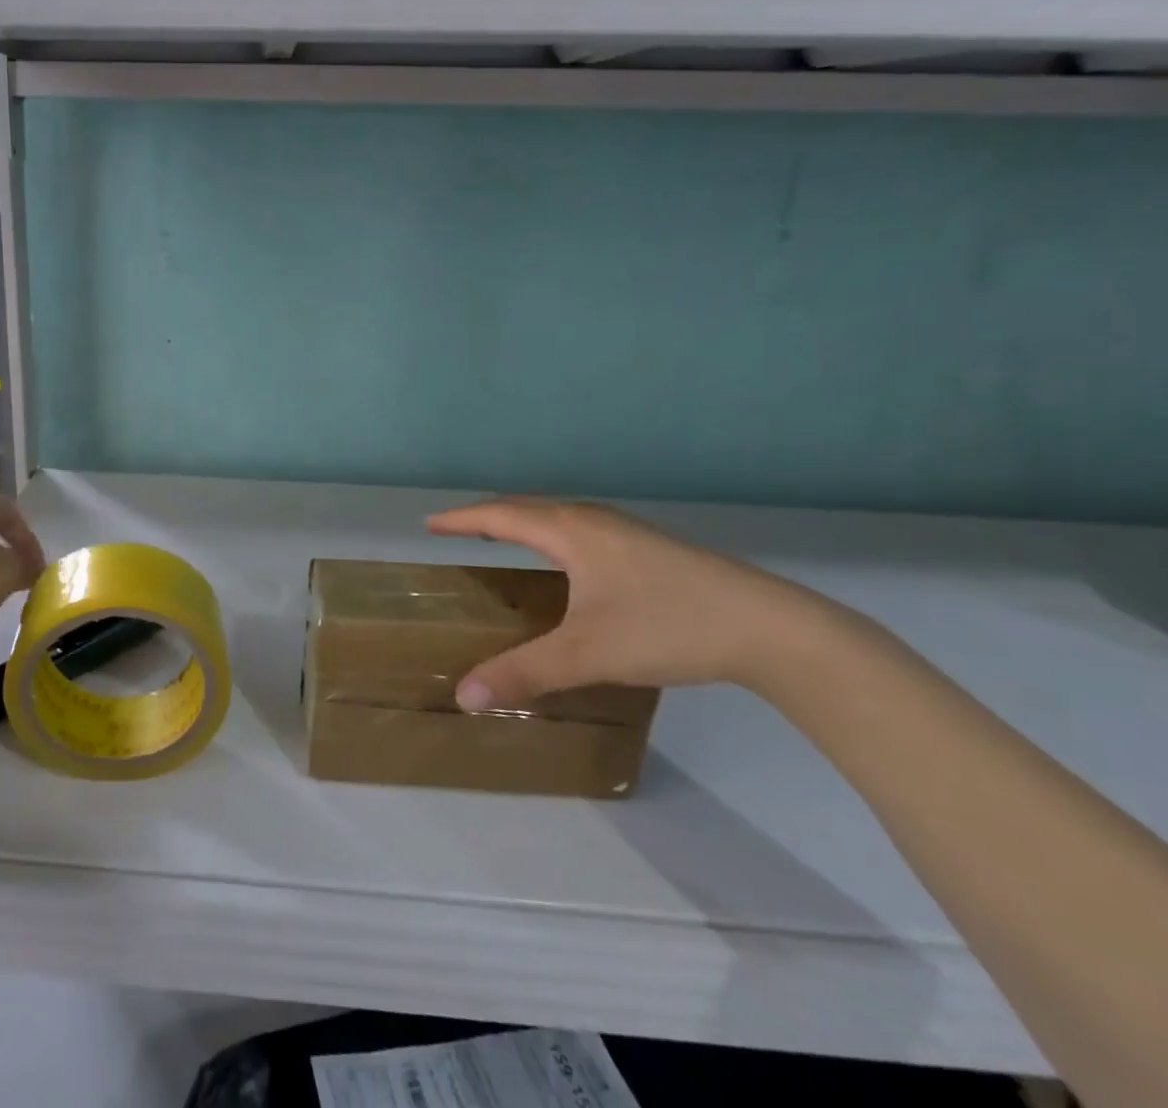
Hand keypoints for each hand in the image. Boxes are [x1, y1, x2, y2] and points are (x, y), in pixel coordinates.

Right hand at [428, 498, 847, 711]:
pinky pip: (581, 531)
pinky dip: (553, 537)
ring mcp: (627, 532)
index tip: (429, 524)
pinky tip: (568, 567)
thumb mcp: (586, 654)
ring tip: (504, 543)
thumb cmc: (666, 627)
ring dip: (524, 524)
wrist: (771, 629)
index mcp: (570, 531)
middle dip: (489, 517)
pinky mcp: (651, 549)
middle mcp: (593, 520)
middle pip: (527, 508)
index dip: (462, 520)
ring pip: (559, 517)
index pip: (500, 516)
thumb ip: (523, 672)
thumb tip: (463, 694)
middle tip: (460, 533)